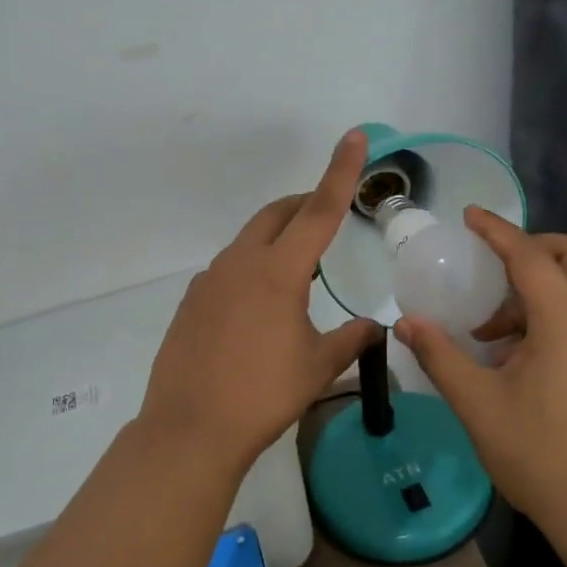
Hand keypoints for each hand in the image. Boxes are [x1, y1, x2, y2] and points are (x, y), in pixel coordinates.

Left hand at [139, 131, 381, 470]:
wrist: (190, 429)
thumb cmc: (263, 395)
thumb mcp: (318, 367)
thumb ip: (351, 339)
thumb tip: (376, 327)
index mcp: (278, 272)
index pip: (319, 211)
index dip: (340, 172)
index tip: (354, 137)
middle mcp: (240, 263)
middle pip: (276, 215)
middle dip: (303, 205)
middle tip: (325, 214)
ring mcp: (210, 280)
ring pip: (249, 241)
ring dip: (276, 241)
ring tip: (297, 275)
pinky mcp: (191, 301)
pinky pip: (228, 269)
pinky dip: (251, 269)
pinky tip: (258, 308)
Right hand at [392, 209, 566, 540]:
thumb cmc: (539, 455)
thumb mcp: (477, 404)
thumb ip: (440, 356)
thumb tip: (406, 324)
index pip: (530, 257)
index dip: (497, 231)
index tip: (470, 216)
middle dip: (533, 247)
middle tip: (491, 266)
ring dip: (541, 286)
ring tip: (493, 326)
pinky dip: (555, 312)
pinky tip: (519, 353)